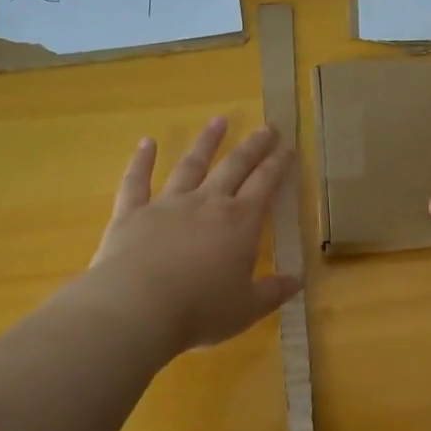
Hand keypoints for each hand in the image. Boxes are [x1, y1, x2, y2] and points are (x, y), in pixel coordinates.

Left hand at [86, 117, 301, 351]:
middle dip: (252, 146)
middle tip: (266, 127)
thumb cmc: (200, 310)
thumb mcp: (247, 308)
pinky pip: (137, 181)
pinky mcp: (132, 213)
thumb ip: (273, 292)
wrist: (138, 307)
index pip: (265, 185)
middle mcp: (207, 203)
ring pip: (190, 165)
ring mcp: (168, 204)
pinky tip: (146, 142)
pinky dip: (141, 161)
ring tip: (218, 121)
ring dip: (206, 142)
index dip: (278, 165)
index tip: (287, 148)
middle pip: (234, 166)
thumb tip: (299, 281)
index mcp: (240, 222)